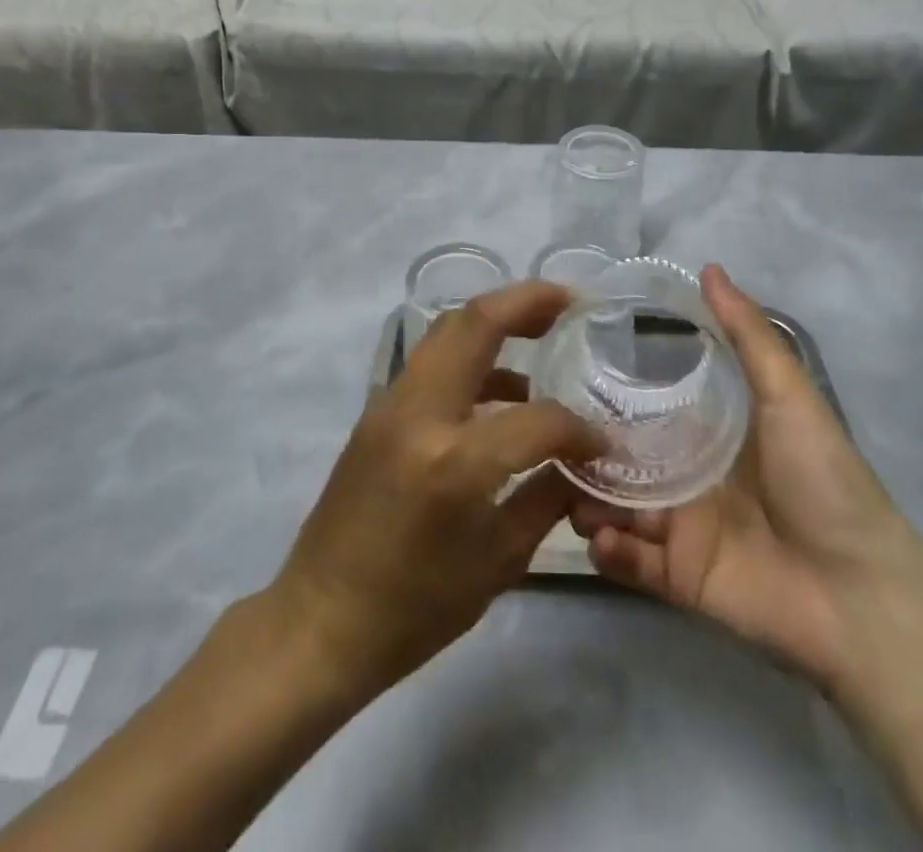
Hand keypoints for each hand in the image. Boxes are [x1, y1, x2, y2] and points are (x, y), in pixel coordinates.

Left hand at [269, 281, 605, 697]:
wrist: (320, 621)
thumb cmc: (414, 609)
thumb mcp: (498, 563)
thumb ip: (547, 498)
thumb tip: (583, 463)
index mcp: (454, 461)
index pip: (537, 420)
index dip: (580, 429)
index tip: (602, 442)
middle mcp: (419, 414)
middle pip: (475, 323)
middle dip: (526, 301)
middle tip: (568, 301)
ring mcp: (390, 404)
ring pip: (447, 331)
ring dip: (495, 320)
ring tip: (540, 330)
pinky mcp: (377, 410)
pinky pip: (431, 362)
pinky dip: (470, 356)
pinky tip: (501, 389)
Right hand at [572, 264, 922, 688]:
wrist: (861, 593)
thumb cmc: (824, 481)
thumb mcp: (787, 394)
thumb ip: (747, 334)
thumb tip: (708, 268)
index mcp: (708, 432)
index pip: (646, 404)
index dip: (608, 390)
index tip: (565, 369)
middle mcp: (686, 475)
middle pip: (621, 456)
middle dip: (584, 447)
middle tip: (548, 434)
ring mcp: (680, 528)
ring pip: (614, 506)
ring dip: (585, 499)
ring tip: (565, 488)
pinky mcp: (678, 578)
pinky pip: (630, 562)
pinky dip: (608, 550)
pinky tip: (601, 535)